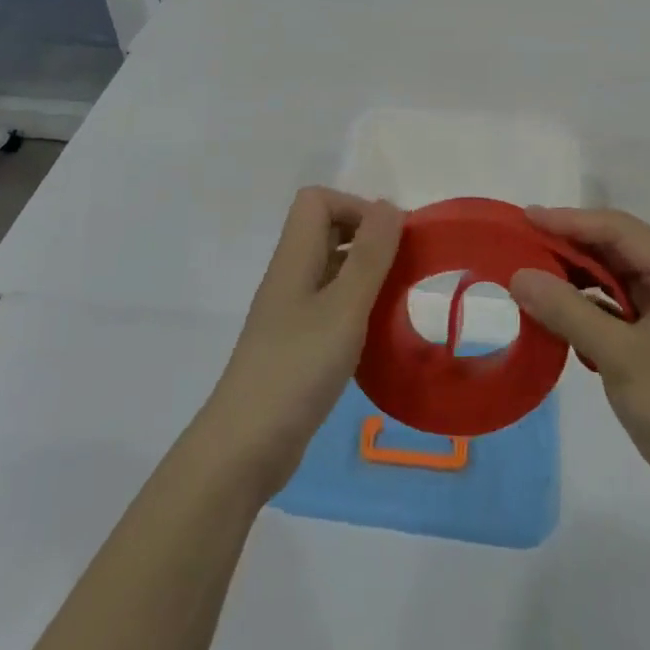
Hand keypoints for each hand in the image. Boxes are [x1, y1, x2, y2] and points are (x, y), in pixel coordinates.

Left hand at [196, 188, 403, 496]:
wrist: (245, 447)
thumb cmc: (297, 369)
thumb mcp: (344, 308)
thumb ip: (368, 256)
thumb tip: (388, 205)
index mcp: (294, 259)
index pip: (317, 201)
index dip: (355, 207)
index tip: (391, 239)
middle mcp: (289, 277)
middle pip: (324, 231)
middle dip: (367, 238)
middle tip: (403, 267)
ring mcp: (289, 313)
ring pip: (330, 271)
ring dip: (364, 275)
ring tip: (398, 300)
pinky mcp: (295, 346)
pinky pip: (329, 307)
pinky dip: (356, 309)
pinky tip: (377, 336)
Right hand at [508, 207, 649, 521]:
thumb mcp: (618, 357)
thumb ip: (567, 310)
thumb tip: (518, 275)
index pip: (618, 229)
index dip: (570, 220)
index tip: (524, 219)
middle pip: (618, 247)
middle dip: (570, 245)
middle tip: (522, 247)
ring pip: (617, 276)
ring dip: (577, 276)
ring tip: (534, 278)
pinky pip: (620, 305)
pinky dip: (590, 305)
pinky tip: (562, 316)